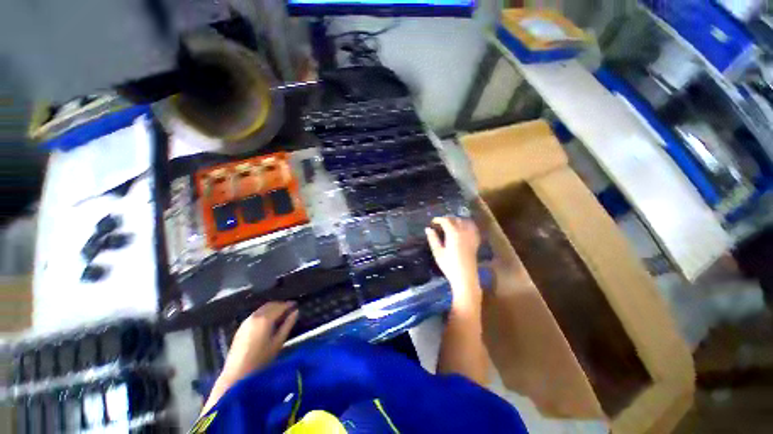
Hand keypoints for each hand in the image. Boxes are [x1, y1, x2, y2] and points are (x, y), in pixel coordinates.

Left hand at [222, 302, 298, 379]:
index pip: (280, 306)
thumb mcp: (278, 342)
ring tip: (280, 315)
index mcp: (265, 319)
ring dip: (272, 308)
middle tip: (289, 309)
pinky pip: (256, 314)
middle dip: (281, 305)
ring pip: (262, 309)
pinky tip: (268, 321)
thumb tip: (296, 312)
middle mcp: (255, 316)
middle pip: (270, 305)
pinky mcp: (241, 327)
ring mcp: (246, 321)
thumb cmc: (261, 359)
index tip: (296, 305)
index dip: (289, 304)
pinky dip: (264, 313)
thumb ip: (288, 324)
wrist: (237, 374)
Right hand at [425, 217, 481, 315]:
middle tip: (439, 223)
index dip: (438, 219)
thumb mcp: (438, 252)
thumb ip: (433, 239)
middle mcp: (463, 232)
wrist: (465, 277)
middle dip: (447, 219)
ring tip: (450, 224)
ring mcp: (471, 236)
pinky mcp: (475, 242)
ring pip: (465, 222)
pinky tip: (463, 228)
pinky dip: (467, 225)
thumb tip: (428, 229)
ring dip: (457, 220)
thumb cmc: (449, 266)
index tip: (432, 222)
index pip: (446, 221)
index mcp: (453, 234)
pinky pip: (472, 228)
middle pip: (456, 219)